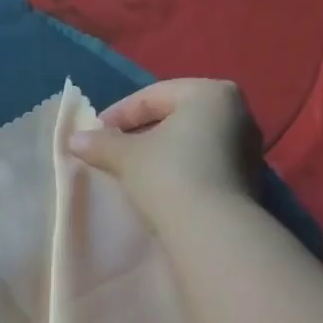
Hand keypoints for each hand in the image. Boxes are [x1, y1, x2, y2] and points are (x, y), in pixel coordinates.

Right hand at [67, 79, 261, 224]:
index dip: (118, 114)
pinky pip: (206, 164)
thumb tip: (74, 139)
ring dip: (162, 153)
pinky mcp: (247, 179)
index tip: (94, 135)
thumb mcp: (126, 157)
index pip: (153, 95)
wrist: (212, 230)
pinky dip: (181, 170)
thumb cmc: (168, 176)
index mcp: (210, 92)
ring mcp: (247, 147)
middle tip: (113, 151)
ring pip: (192, 142)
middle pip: (176, 116)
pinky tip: (161, 188)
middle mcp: (238, 111)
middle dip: (142, 132)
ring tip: (134, 172)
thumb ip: (100, 144)